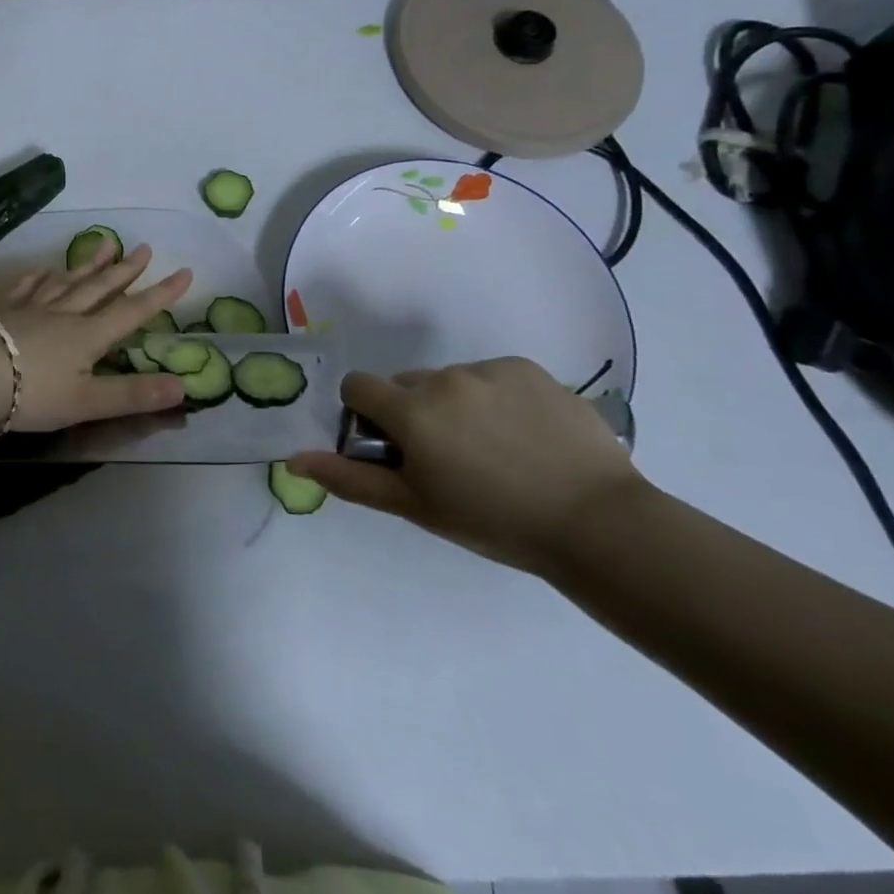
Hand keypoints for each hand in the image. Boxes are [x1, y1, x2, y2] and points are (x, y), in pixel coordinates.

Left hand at [0, 241, 192, 432]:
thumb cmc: (29, 391)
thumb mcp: (86, 403)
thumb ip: (132, 395)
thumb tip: (184, 387)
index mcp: (87, 336)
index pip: (132, 311)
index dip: (160, 294)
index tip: (184, 272)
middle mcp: (63, 314)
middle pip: (99, 288)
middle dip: (125, 270)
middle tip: (144, 248)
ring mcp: (30, 308)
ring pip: (66, 281)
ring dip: (88, 265)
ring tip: (105, 245)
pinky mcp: (0, 310)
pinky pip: (26, 287)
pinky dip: (38, 277)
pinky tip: (43, 269)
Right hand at [287, 357, 646, 572]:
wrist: (599, 524)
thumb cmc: (495, 522)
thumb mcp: (416, 506)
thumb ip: (351, 478)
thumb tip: (295, 459)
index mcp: (411, 411)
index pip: (358, 386)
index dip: (366, 413)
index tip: (393, 446)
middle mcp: (443, 379)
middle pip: (406, 384)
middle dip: (414, 412)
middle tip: (450, 458)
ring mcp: (488, 370)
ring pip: (450, 381)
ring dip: (456, 406)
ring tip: (496, 451)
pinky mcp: (527, 368)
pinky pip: (492, 376)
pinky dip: (496, 399)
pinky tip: (526, 435)